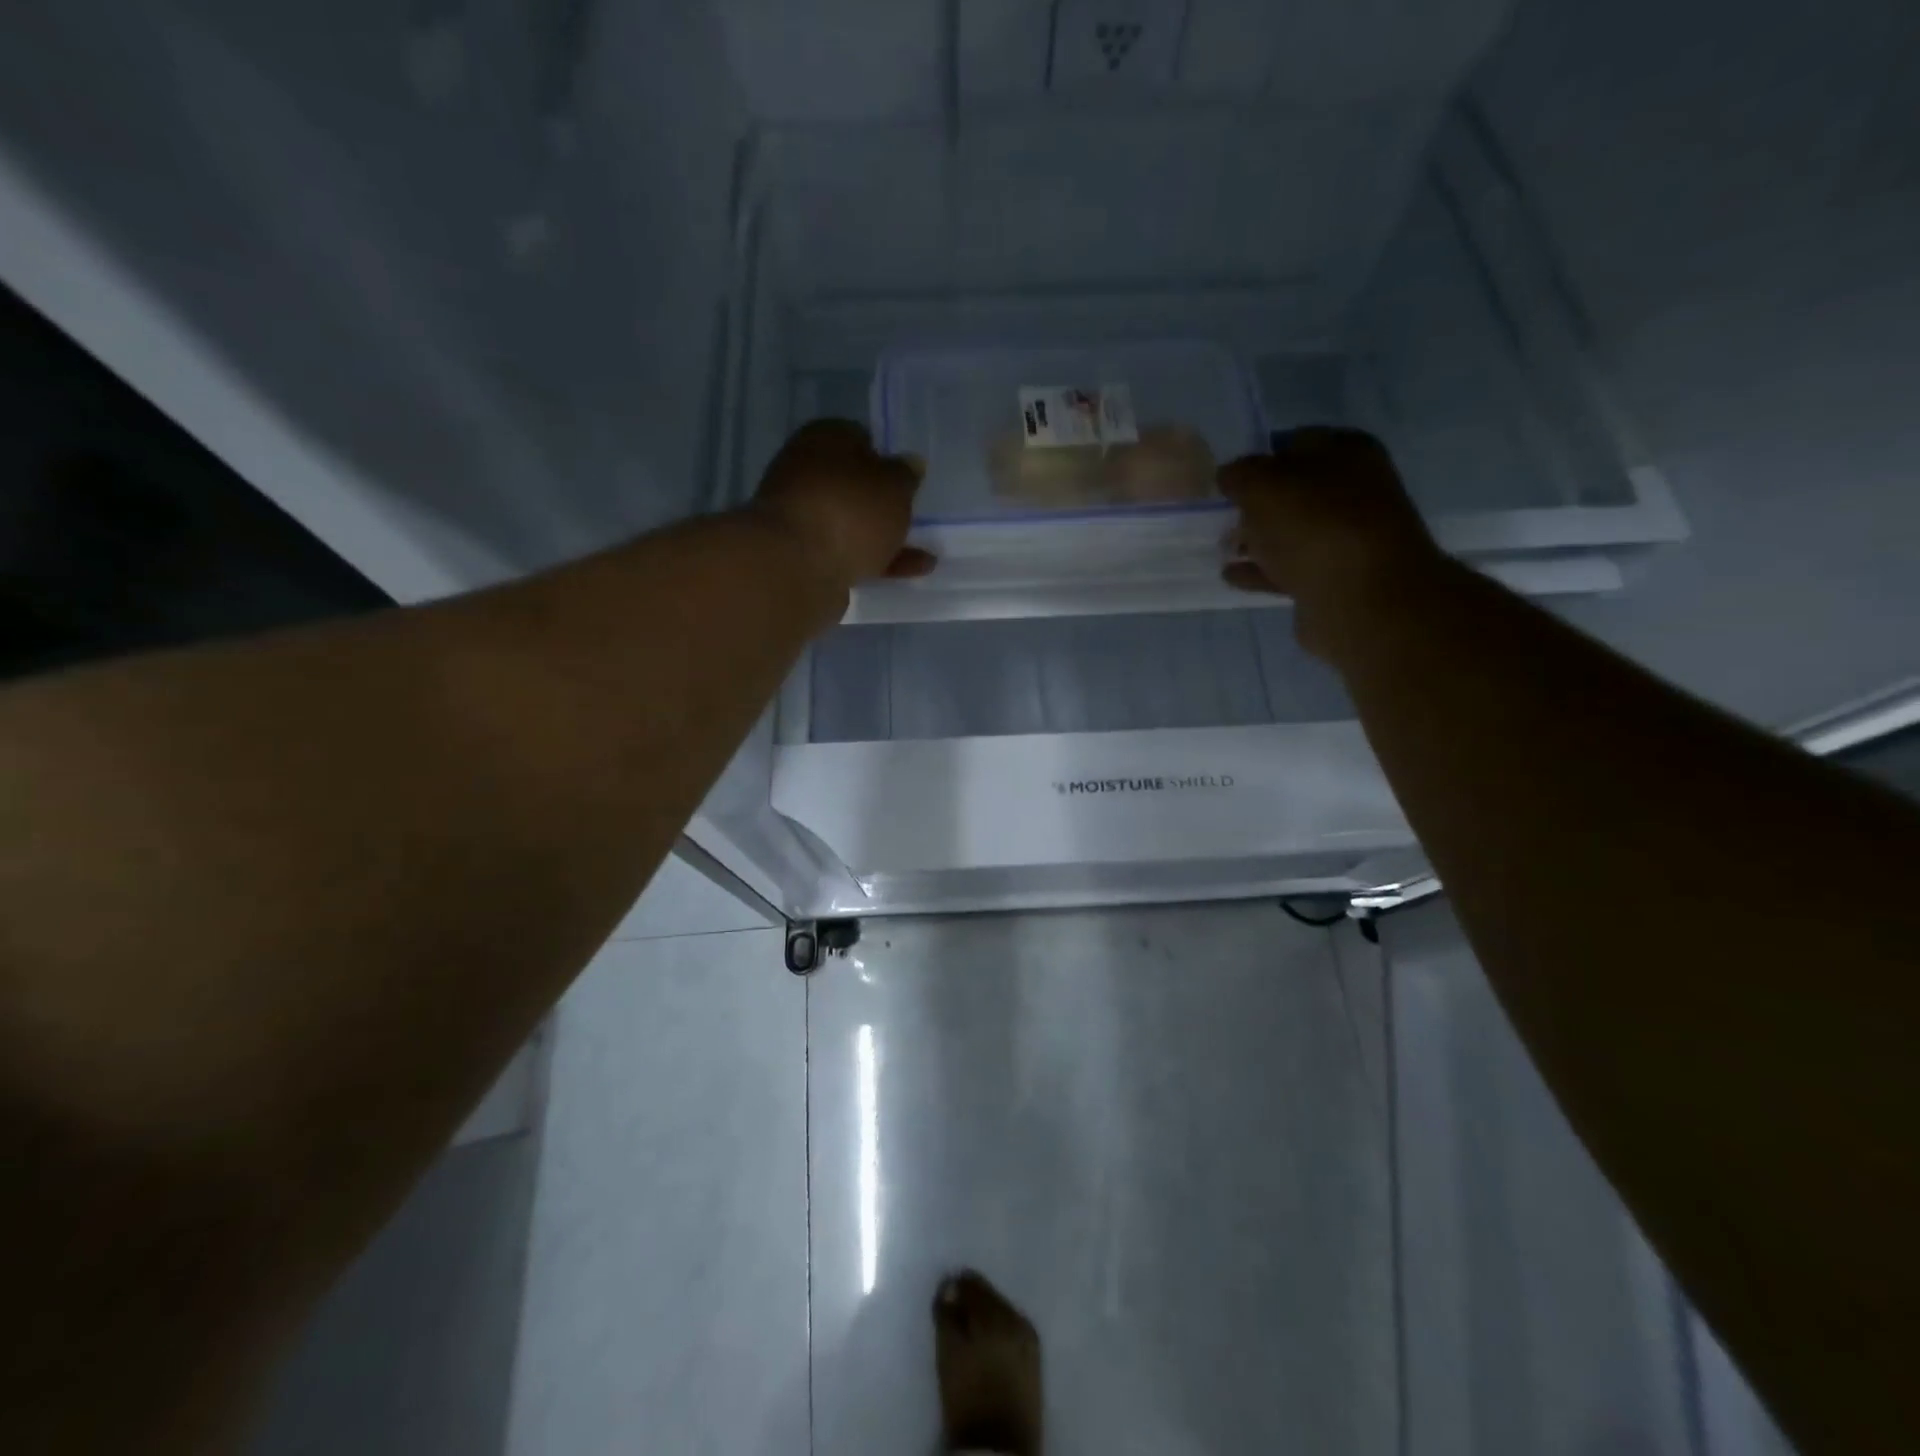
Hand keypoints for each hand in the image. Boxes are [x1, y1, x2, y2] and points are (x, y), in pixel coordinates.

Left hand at [750, 420, 934, 591]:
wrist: (796, 567)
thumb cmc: (850, 511)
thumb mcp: (894, 487)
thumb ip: (906, 476)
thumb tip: (910, 463)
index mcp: (824, 438)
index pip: (857, 438)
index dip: (884, 459)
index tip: (903, 482)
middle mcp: (805, 472)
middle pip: (851, 484)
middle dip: (880, 503)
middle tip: (909, 517)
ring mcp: (800, 517)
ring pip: (850, 523)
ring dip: (883, 538)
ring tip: (923, 558)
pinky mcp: (801, 557)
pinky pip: (846, 554)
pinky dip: (874, 562)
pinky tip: (907, 574)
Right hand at [1220, 427, 1446, 657]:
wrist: (1360, 598)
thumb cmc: (1313, 525)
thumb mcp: (1263, 485)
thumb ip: (1240, 474)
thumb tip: (1229, 475)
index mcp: (1347, 453)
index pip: (1296, 443)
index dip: (1260, 456)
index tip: (1228, 476)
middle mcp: (1354, 491)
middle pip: (1295, 491)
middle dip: (1258, 502)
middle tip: (1223, 513)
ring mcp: (1346, 539)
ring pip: (1291, 533)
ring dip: (1258, 539)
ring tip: (1222, 547)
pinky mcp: (1333, 580)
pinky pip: (1288, 570)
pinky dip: (1261, 571)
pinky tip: (1231, 575)